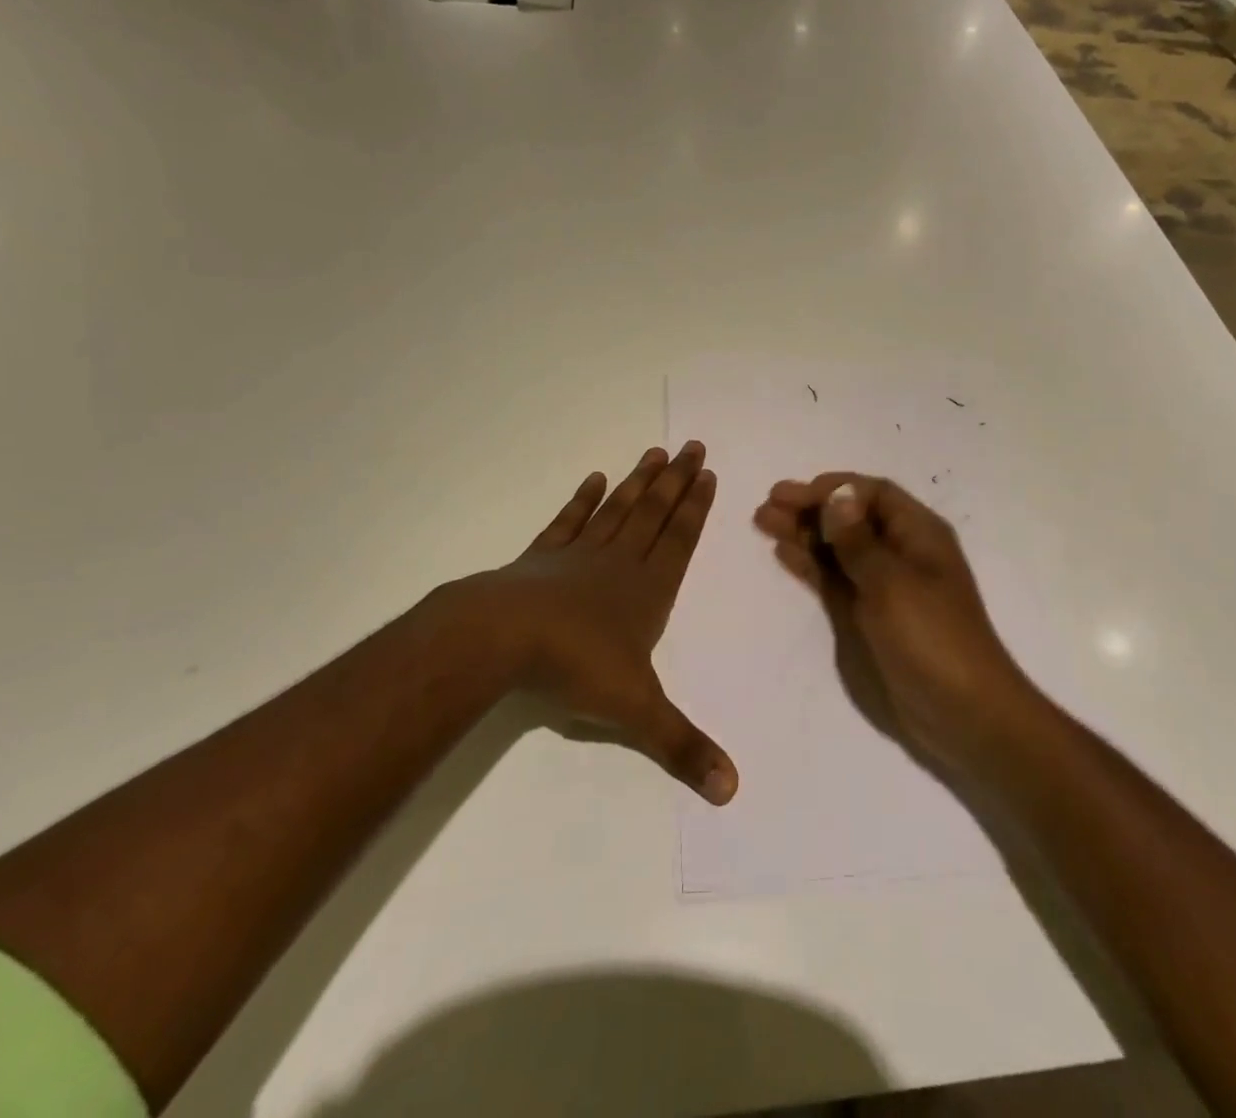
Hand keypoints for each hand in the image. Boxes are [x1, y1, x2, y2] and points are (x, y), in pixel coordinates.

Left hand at [437, 442, 737, 804]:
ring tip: (655, 452)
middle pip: (655, 512)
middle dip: (677, 480)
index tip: (708, 473)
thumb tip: (733, 790)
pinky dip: (583, 499)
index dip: (696, 507)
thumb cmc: (575, 667)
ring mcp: (579, 555)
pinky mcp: (542, 557)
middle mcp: (619, 563)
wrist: (502, 639)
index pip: (681, 539)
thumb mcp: (636, 713)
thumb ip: (682, 747)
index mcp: (647, 590)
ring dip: (639, 481)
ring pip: (618, 509)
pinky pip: (569, 521)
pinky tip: (595, 479)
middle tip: (693, 445)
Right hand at [752, 473, 1033, 771]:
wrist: (961, 713)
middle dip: (810, 507)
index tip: (793, 494)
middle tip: (767, 505)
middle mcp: (900, 552)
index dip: (833, 489)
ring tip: (763, 522)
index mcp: (918, 534)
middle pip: (851, 518)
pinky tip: (783, 553)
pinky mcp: (868, 615)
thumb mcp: (893, 583)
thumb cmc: (932, 637)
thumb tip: (837, 495)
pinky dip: (810, 564)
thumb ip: (858, 541)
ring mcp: (883, 585)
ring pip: (837, 547)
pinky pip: (834, 579)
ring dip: (804, 532)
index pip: (872, 494)